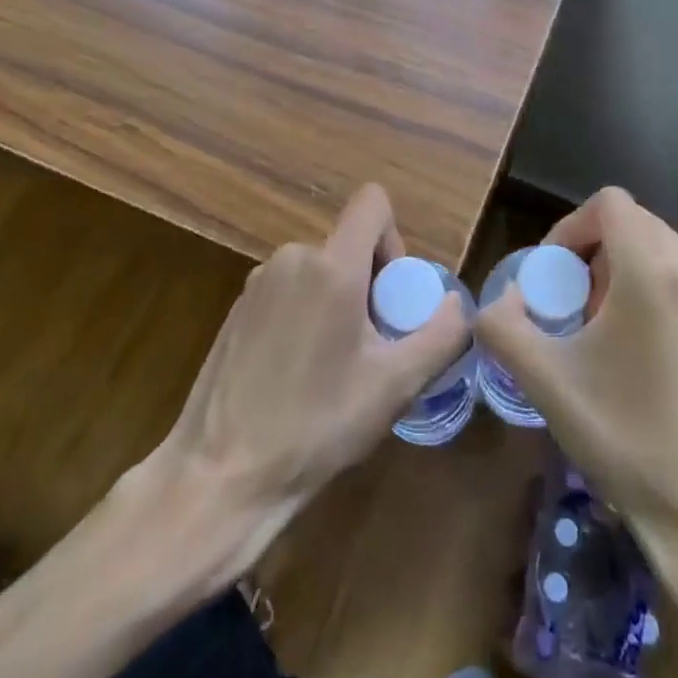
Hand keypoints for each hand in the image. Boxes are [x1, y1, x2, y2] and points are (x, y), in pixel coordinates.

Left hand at [149, 184, 468, 572]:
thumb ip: (441, 335)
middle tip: (369, 348)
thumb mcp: (395, 387)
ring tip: (332, 367)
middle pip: (349, 244)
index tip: (391, 296)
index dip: (394, 239)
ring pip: (320, 269)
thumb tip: (457, 302)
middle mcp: (292, 257)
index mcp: (332, 266)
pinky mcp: (238, 307)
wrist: (221, 474)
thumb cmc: (316, 425)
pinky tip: (297, 374)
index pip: (373, 202)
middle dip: (369, 284)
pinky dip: (306, 314)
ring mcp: (258, 281)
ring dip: (338, 301)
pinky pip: (290, 289)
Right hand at [476, 189, 677, 677]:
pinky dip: (658, 291)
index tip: (554, 275)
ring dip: (626, 271)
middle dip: (595, 254)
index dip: (570, 228)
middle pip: (634, 225)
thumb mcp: (548, 384)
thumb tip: (497, 302)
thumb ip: (503, 327)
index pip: (608, 204)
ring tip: (606, 330)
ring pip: (663, 250)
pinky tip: (647, 351)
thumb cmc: (629, 442)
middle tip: (574, 306)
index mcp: (655, 271)